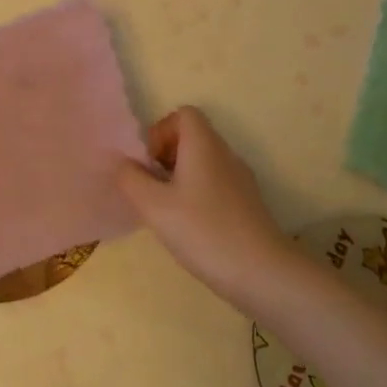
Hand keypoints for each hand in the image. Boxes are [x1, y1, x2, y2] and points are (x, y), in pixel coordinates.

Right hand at [114, 106, 293, 309]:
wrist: (262, 272)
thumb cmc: (203, 230)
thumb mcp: (153, 205)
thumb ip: (131, 178)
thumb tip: (124, 163)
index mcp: (204, 144)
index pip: (184, 114)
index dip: (161, 131)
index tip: (150, 164)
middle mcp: (225, 153)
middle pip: (193, 137)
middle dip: (167, 157)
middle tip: (153, 188)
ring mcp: (241, 179)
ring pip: (204, 162)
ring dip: (181, 178)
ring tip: (168, 211)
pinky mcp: (248, 203)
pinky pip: (217, 184)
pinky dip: (199, 195)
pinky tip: (192, 228)